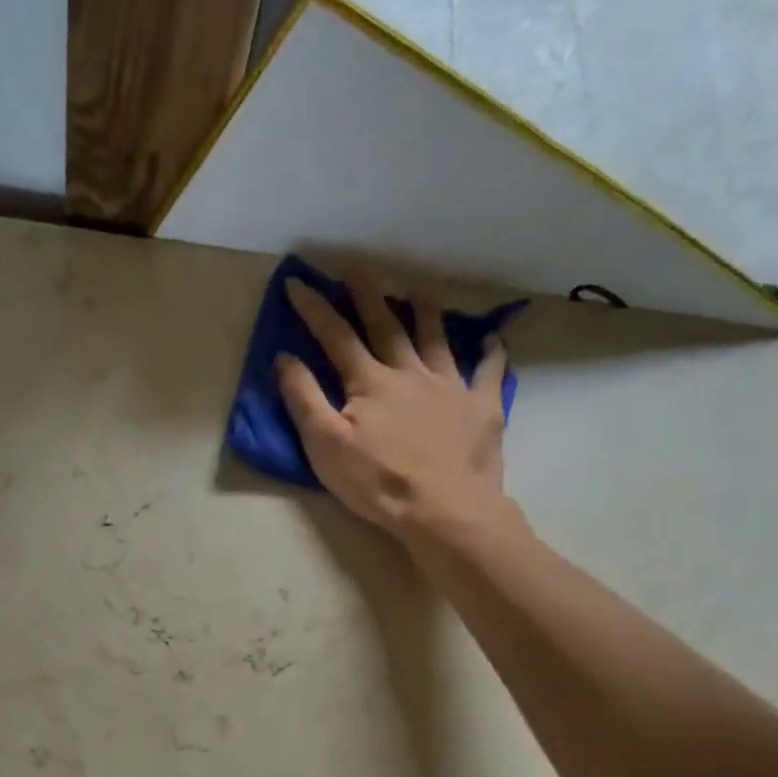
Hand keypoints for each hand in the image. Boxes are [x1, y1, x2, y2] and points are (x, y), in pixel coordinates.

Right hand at [277, 275, 518, 545]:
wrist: (444, 510)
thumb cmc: (377, 483)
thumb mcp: (326, 446)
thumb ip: (304, 399)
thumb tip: (285, 357)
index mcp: (370, 382)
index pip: (336, 336)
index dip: (315, 309)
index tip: (298, 282)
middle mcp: (410, 372)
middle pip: (386, 325)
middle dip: (368, 294)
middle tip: (357, 266)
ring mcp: (450, 387)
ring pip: (437, 339)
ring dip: (427, 312)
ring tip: (422, 288)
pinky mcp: (481, 407)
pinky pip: (488, 373)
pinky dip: (490, 354)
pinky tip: (492, 342)